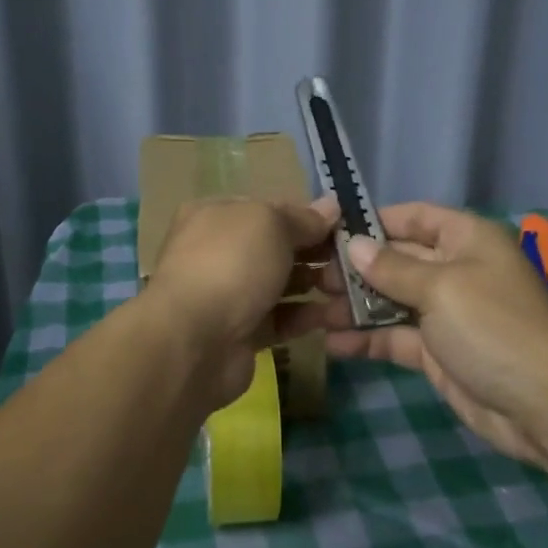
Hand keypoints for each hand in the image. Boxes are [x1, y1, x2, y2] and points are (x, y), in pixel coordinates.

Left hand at [143, 197, 338, 407]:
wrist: (194, 341)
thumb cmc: (231, 264)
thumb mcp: (270, 223)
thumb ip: (302, 218)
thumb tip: (331, 207)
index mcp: (216, 216)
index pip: (268, 210)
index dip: (305, 216)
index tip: (342, 227)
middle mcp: (218, 252)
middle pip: (276, 247)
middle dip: (314, 253)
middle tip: (353, 261)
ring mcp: (227, 294)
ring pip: (280, 284)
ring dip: (314, 285)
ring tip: (350, 289)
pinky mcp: (240, 333)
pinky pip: (279, 319)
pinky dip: (304, 317)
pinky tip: (332, 316)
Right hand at [318, 203, 547, 464]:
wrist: (545, 407)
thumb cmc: (494, 328)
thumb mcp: (441, 288)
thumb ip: (392, 268)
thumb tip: (353, 245)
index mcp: (465, 239)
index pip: (412, 217)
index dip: (372, 222)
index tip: (327, 232)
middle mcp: (454, 269)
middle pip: (396, 259)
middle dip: (354, 268)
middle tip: (309, 276)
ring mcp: (445, 313)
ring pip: (390, 300)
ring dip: (354, 305)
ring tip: (311, 310)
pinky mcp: (436, 352)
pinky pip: (394, 337)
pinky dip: (366, 338)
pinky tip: (333, 343)